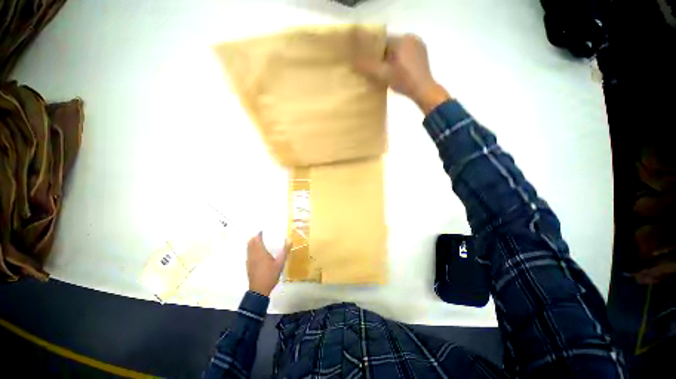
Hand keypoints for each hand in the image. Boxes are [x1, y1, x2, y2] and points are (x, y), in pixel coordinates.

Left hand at [246, 232, 287, 296]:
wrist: (259, 290)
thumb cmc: (270, 275)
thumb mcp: (280, 263)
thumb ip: (285, 251)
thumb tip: (289, 240)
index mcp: (260, 252)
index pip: (257, 239)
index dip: (259, 234)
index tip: (263, 230)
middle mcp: (253, 254)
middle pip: (250, 242)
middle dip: (255, 237)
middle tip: (263, 235)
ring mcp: (249, 260)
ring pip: (248, 248)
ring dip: (252, 243)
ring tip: (260, 242)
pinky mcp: (248, 265)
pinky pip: (248, 253)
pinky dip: (251, 249)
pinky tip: (258, 253)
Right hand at [353, 33, 450, 113]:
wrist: (423, 90)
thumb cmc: (403, 81)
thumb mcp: (383, 75)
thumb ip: (369, 68)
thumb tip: (354, 63)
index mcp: (401, 40)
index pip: (382, 41)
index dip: (373, 51)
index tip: (369, 62)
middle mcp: (411, 38)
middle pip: (391, 45)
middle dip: (383, 56)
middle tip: (377, 69)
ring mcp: (418, 45)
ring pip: (399, 49)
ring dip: (391, 58)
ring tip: (387, 72)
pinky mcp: (423, 53)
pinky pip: (407, 53)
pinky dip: (400, 60)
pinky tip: (398, 71)